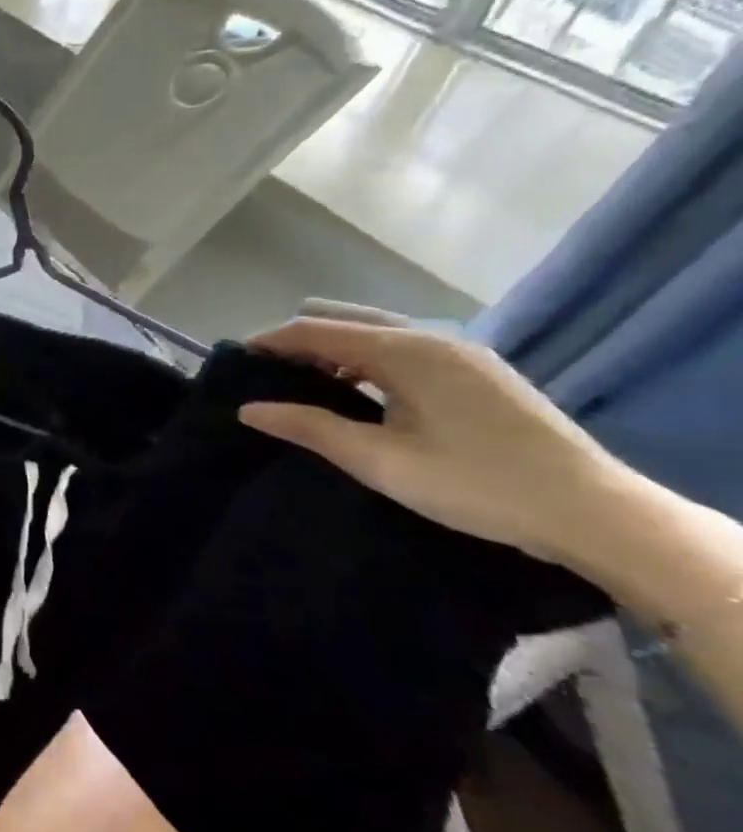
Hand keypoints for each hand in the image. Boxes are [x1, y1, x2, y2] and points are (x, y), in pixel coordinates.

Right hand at [238, 317, 628, 569]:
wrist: (597, 513)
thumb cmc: (475, 483)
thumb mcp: (380, 460)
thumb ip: (309, 427)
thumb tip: (248, 409)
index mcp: (404, 349)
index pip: (315, 329)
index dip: (270, 341)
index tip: (234, 360)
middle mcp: (431, 337)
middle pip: (344, 319)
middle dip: (300, 338)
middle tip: (267, 372)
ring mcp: (462, 352)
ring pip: (377, 331)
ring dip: (336, 348)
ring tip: (307, 383)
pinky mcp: (480, 371)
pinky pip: (405, 347)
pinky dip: (369, 358)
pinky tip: (363, 392)